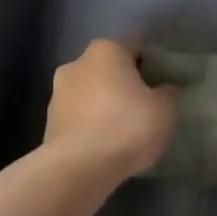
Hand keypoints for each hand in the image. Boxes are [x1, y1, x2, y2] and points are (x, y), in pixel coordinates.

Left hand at [43, 38, 177, 180]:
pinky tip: (103, 145)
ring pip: (90, 92)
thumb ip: (168, 93)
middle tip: (144, 107)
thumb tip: (164, 89)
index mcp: (106, 50)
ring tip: (122, 131)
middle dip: (124, 83)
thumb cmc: (126, 127)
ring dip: (104, 104)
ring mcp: (57, 92)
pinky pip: (77, 116)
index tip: (161, 85)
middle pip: (109, 68)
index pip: (135, 46)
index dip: (152, 64)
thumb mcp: (165, 110)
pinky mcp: (48, 122)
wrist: (77, 169)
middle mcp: (77, 63)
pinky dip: (89, 125)